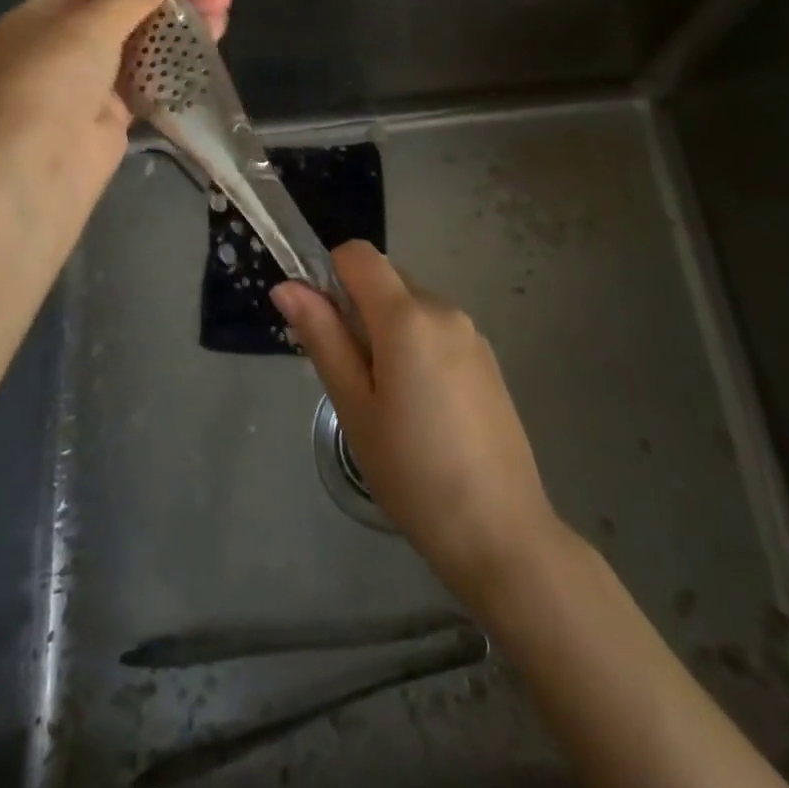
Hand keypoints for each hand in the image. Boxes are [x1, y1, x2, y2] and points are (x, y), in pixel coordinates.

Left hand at [0, 0, 230, 202]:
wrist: (41, 165)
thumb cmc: (54, 79)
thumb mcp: (91, 25)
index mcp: (42, 17)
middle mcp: (63, 46)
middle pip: (124, 12)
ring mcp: (89, 82)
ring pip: (142, 45)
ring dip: (180, 25)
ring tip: (224, 5)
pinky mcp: (114, 113)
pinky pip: (149, 78)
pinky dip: (176, 60)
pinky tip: (209, 42)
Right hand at [273, 243, 558, 605]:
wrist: (501, 532)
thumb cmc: (412, 472)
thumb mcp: (354, 407)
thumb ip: (322, 338)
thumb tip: (287, 286)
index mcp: (407, 316)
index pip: (359, 254)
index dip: (329, 274)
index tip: (322, 325)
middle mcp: (444, 309)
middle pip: (385, 279)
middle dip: (357, 310)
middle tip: (351, 377)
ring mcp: (472, 334)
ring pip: (411, 306)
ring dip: (387, 331)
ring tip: (386, 402)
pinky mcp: (488, 359)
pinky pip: (437, 330)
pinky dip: (416, 347)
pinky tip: (422, 409)